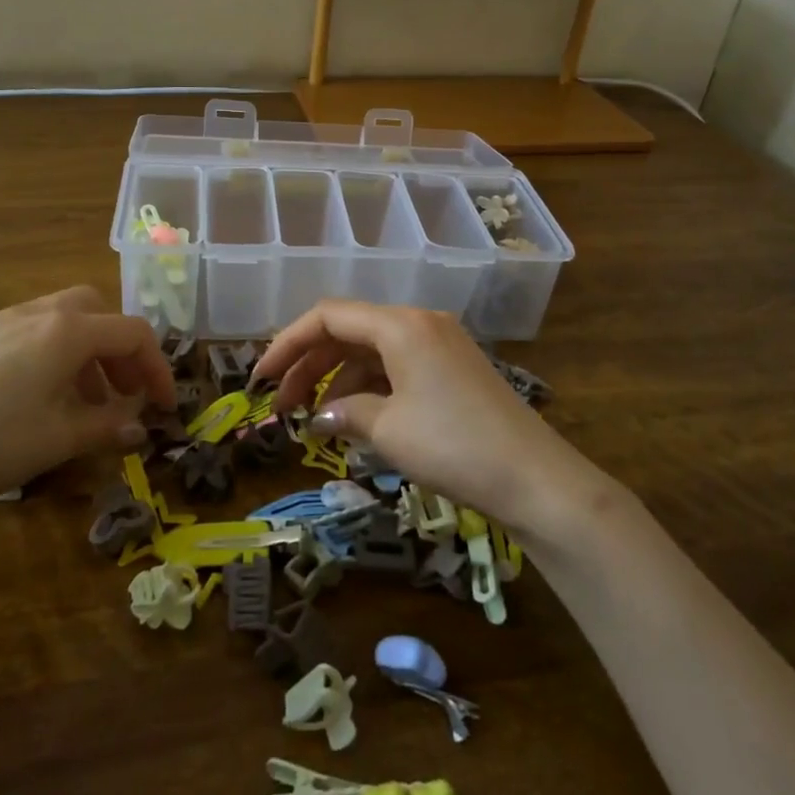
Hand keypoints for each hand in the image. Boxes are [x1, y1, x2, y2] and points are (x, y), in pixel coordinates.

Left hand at [0, 287, 176, 527]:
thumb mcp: (57, 440)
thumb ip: (106, 428)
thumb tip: (139, 427)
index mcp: (68, 331)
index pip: (133, 333)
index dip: (158, 369)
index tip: (166, 407)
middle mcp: (40, 313)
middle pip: (99, 313)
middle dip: (120, 351)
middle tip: (124, 393)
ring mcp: (3, 322)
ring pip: (65, 321)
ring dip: (88, 354)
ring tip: (83, 405)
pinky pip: (33, 333)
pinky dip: (55, 356)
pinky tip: (38, 400)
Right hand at [251, 301, 588, 528]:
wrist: (535, 479)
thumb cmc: (453, 446)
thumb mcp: (388, 430)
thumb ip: (344, 412)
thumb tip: (319, 416)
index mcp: (400, 324)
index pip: (329, 316)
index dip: (287, 343)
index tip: (260, 378)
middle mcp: (419, 322)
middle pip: (349, 330)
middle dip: (310, 364)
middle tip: (281, 405)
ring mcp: (440, 343)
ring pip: (373, 350)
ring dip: (339, 379)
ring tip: (317, 420)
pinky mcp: (454, 367)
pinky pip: (398, 365)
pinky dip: (371, 387)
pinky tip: (357, 419)